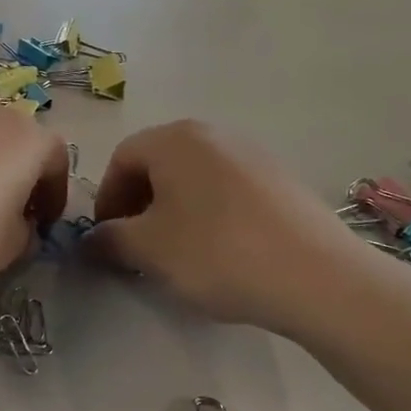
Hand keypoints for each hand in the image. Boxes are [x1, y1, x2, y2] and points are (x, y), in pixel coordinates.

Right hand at [85, 120, 361, 328]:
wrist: (317, 276)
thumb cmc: (217, 252)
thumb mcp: (148, 250)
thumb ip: (109, 239)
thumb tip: (93, 239)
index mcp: (174, 139)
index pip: (122, 158)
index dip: (107, 199)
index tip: (108, 239)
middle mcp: (212, 133)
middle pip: (159, 164)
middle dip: (140, 205)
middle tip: (138, 247)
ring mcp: (252, 154)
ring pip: (194, 178)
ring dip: (174, 210)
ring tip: (179, 252)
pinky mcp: (281, 180)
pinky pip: (228, 190)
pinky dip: (210, 214)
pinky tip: (222, 252)